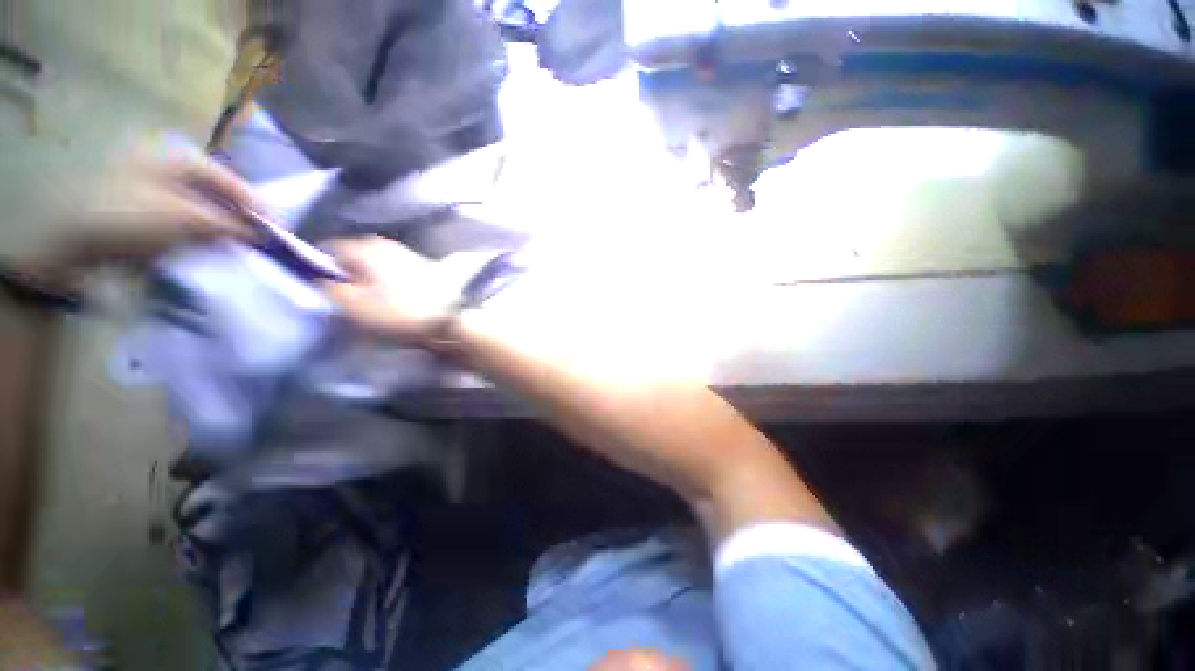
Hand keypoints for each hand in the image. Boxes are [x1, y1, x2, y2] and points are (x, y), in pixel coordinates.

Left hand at [48, 152, 256, 272]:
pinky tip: (206, 246)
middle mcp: (168, 162)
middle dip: (239, 218)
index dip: (257, 208)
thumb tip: (263, 233)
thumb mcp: (183, 219)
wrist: (67, 242)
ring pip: (202, 206)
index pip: (232, 181)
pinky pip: (183, 216)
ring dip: (220, 227)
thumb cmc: (126, 218)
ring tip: (235, 247)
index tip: (279, 234)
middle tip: (257, 243)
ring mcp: (152, 183)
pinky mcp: (142, 204)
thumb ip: (228, 224)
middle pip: (218, 192)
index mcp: (178, 155)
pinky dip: (198, 231)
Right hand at [321, 236, 463, 343]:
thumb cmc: (397, 312)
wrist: (450, 319)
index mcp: (365, 247)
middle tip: (345, 294)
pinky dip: (388, 280)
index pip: (329, 247)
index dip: (319, 265)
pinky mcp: (425, 267)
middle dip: (346, 271)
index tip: (319, 284)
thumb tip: (320, 276)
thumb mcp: (352, 304)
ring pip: (376, 262)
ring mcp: (408, 254)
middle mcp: (386, 243)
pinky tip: (392, 296)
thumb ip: (328, 287)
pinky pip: (394, 270)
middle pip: (354, 254)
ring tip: (369, 298)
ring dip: (368, 276)